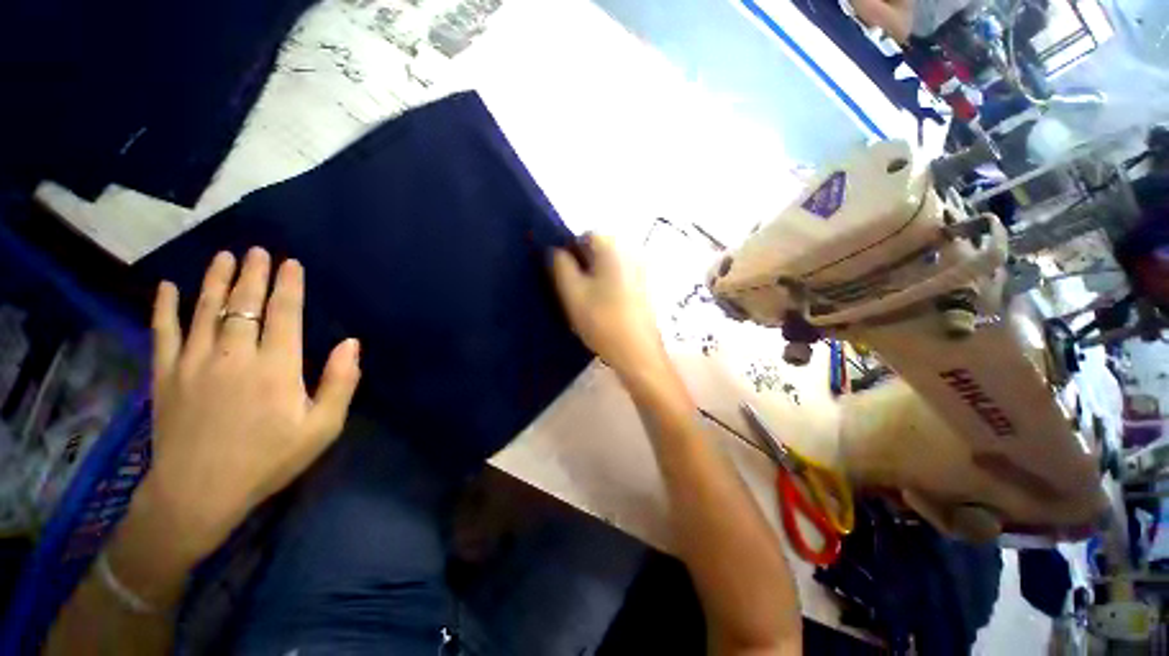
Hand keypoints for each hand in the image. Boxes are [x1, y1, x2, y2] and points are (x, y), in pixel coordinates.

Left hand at [139, 247, 359, 562]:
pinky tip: (168, 287)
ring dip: (215, 280)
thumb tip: (351, 343)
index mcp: (276, 367)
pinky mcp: (165, 375)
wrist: (199, 493)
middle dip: (253, 274)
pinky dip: (165, 307)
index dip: (288, 286)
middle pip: (243, 304)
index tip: (290, 263)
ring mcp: (194, 362)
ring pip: (204, 309)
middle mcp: (234, 355)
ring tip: (224, 256)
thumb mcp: (322, 427)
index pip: (284, 314)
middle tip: (258, 251)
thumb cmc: (269, 459)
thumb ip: (341, 382)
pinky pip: (164, 332)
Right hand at [550, 234, 668, 383]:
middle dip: (581, 265)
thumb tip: (557, 251)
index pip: (586, 235)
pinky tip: (601, 309)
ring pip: (607, 267)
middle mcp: (631, 254)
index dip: (569, 251)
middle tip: (571, 291)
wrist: (638, 354)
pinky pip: (618, 280)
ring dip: (593, 278)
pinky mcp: (643, 290)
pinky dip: (606, 288)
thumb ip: (560, 265)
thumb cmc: (602, 320)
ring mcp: (641, 273)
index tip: (561, 275)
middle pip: (598, 251)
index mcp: (613, 249)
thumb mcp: (572, 292)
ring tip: (585, 303)